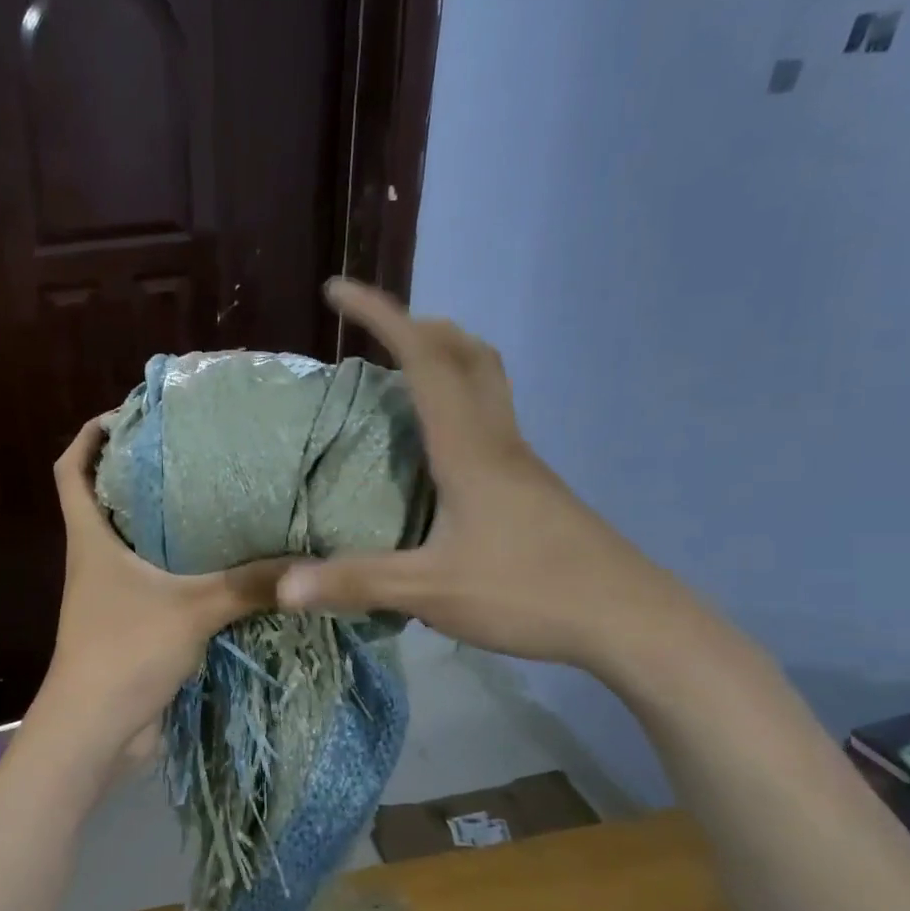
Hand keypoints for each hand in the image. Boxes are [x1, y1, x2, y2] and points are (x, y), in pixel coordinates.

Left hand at [34, 417, 288, 765]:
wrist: (95, 733)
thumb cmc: (125, 652)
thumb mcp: (192, 609)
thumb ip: (249, 584)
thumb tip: (309, 562)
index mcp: (91, 541)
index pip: (69, 471)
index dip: (88, 437)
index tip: (125, 414)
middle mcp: (96, 561)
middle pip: (106, 501)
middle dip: (140, 473)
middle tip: (193, 450)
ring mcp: (113, 597)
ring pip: (136, 545)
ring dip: (167, 524)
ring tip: (218, 499)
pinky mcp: (134, 627)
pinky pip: (159, 586)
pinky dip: (185, 571)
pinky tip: (226, 567)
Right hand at [277, 279, 688, 670]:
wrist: (628, 619)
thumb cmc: (529, 592)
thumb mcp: (431, 592)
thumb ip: (357, 583)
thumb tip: (282, 589)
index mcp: (468, 450)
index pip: (424, 360)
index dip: (381, 316)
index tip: (337, 291)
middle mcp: (497, 442)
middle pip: (467, 354)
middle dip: (417, 326)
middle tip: (374, 331)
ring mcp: (520, 464)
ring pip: (485, 382)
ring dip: (443, 358)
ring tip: (399, 376)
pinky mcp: (531, 488)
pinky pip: (488, 420)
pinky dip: (455, 402)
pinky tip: (434, 450)